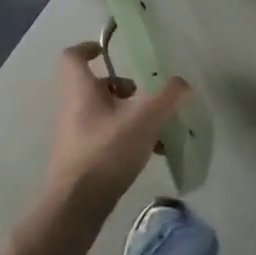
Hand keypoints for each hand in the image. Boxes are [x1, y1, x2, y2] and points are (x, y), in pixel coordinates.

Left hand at [45, 43, 189, 212]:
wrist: (77, 206)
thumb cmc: (107, 151)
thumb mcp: (145, 119)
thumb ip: (167, 97)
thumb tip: (182, 83)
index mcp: (81, 90)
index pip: (73, 56)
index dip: (89, 48)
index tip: (107, 51)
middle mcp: (72, 108)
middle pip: (94, 86)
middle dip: (120, 87)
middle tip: (143, 95)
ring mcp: (74, 135)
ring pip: (102, 113)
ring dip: (127, 114)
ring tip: (154, 126)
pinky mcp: (80, 160)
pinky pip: (104, 137)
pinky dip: (125, 138)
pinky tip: (150, 152)